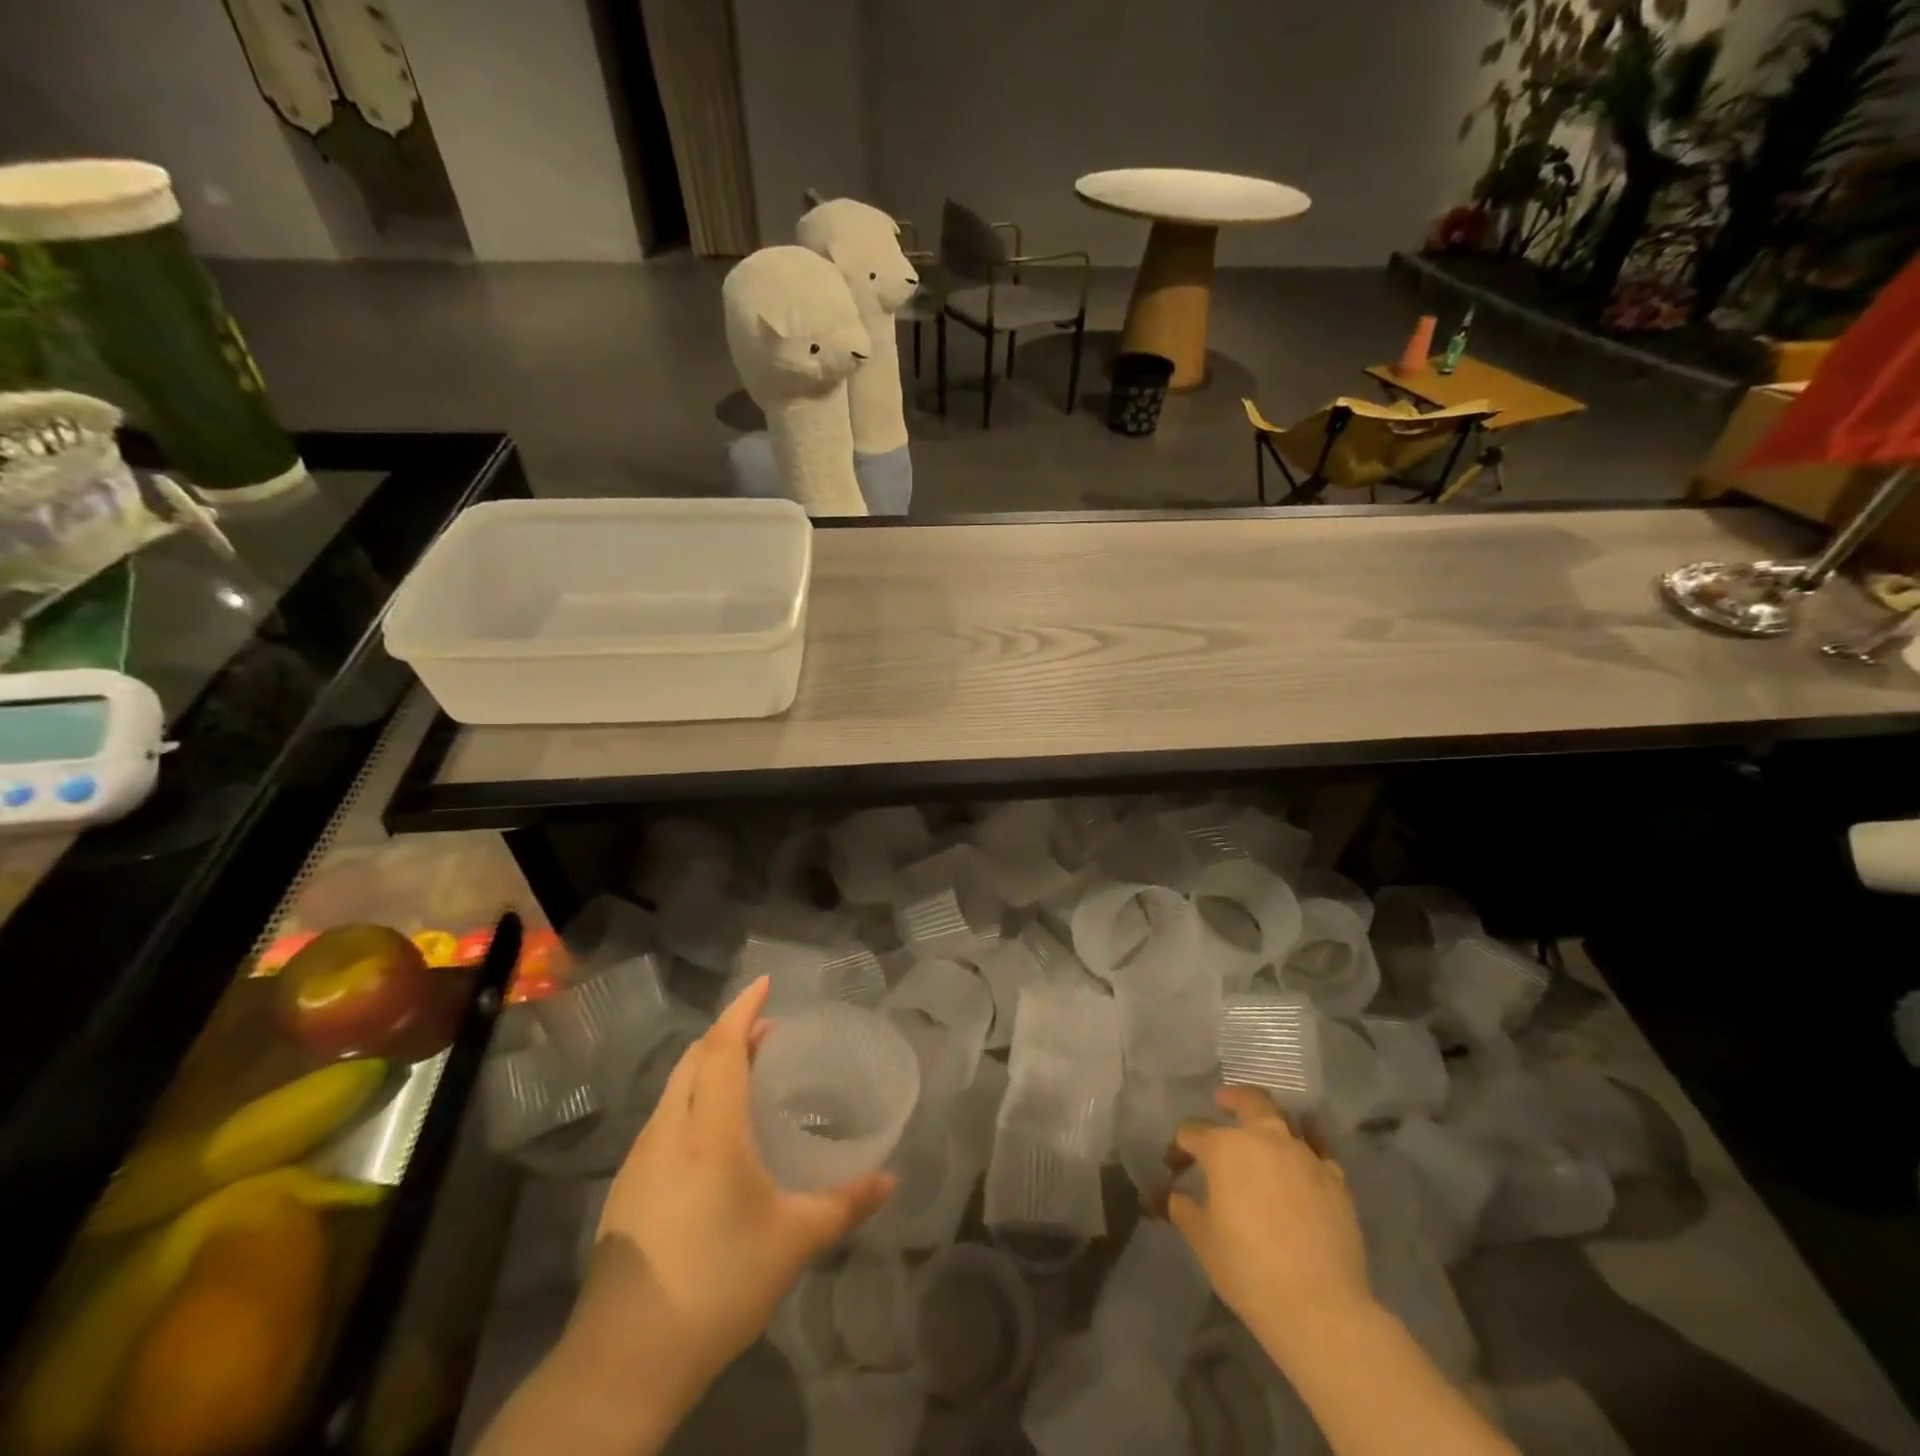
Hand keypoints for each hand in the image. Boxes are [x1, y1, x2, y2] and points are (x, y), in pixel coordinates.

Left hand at [587, 978, 893, 1386]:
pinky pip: (664, 1119)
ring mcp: (640, 1159)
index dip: (742, 1010)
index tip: (764, 983)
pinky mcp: (626, 1189)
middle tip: (766, 1031)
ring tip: (743, 1075)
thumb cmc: (717, 1284)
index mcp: (710, 1130)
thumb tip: (890, 1180)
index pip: (721, 1047)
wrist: (624, 1361)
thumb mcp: (793, 1242)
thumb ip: (844, 1204)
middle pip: (693, 1058)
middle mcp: (669, 1131)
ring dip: (708, 1066)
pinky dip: (691, 1100)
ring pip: (675, 1088)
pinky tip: (711, 1136)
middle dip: (727, 1033)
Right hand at [1166, 1086, 1371, 1358]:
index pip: (1193, 1133)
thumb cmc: (1249, 1271)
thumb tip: (1175, 1197)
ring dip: (1271, 1122)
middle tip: (1223, 1102)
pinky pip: (1319, 1151)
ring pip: (1286, 1120)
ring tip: (1265, 1132)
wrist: (1320, 1308)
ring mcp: (1304, 1156)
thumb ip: (1185, 1212)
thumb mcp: (1204, 1242)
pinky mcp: (1336, 1179)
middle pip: (1249, 1101)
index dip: (1180, 1146)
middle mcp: (1264, 1140)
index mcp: (1225, 1149)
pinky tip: (1304, 1162)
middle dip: (1232, 1098)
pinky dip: (1308, 1149)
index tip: (1175, 1163)